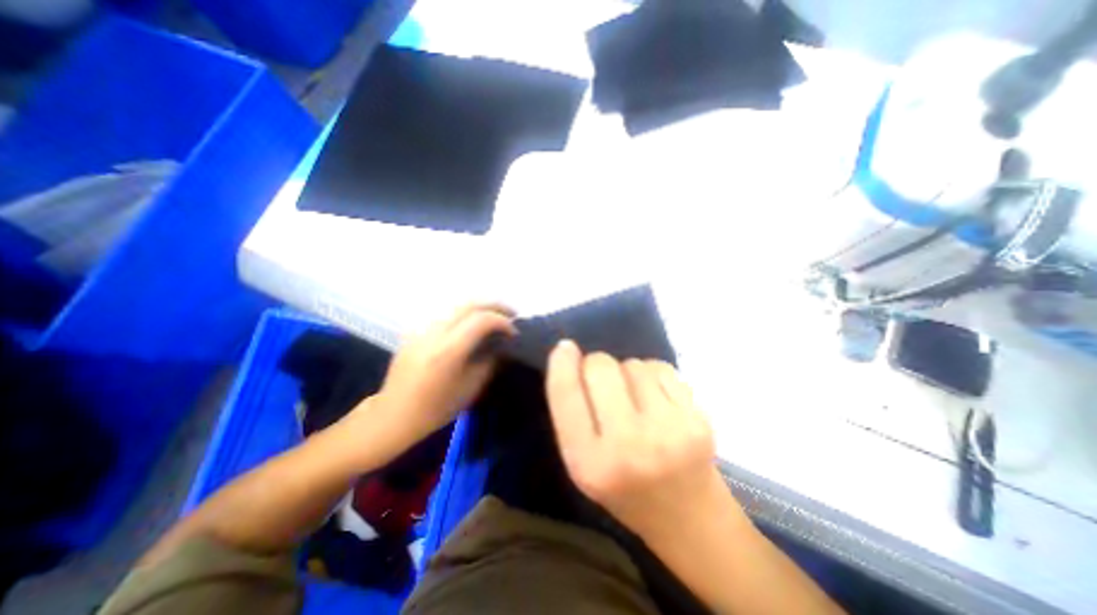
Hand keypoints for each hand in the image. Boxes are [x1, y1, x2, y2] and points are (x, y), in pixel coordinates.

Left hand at [355, 306, 519, 448]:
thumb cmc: (435, 409)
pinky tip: (473, 326)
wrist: (393, 415)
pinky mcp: (416, 331)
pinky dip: (466, 315)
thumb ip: (488, 361)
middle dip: (495, 306)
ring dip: (481, 308)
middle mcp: (434, 333)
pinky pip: (446, 315)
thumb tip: (501, 345)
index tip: (514, 332)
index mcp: (448, 350)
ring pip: (457, 306)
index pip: (481, 320)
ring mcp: (423, 329)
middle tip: (512, 314)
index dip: (502, 322)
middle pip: (469, 305)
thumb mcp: (470, 388)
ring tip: (496, 317)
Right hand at [544, 341, 725, 538]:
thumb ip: (571, 413)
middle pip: (601, 368)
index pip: (566, 395)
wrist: (690, 517)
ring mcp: (668, 431)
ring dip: (627, 373)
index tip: (564, 348)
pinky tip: (657, 398)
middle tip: (603, 382)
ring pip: (632, 364)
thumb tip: (569, 354)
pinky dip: (652, 374)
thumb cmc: (625, 490)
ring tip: (635, 398)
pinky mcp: (697, 418)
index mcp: (590, 464)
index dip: (562, 364)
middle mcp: (628, 446)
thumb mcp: (583, 463)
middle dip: (596, 366)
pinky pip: (660, 368)